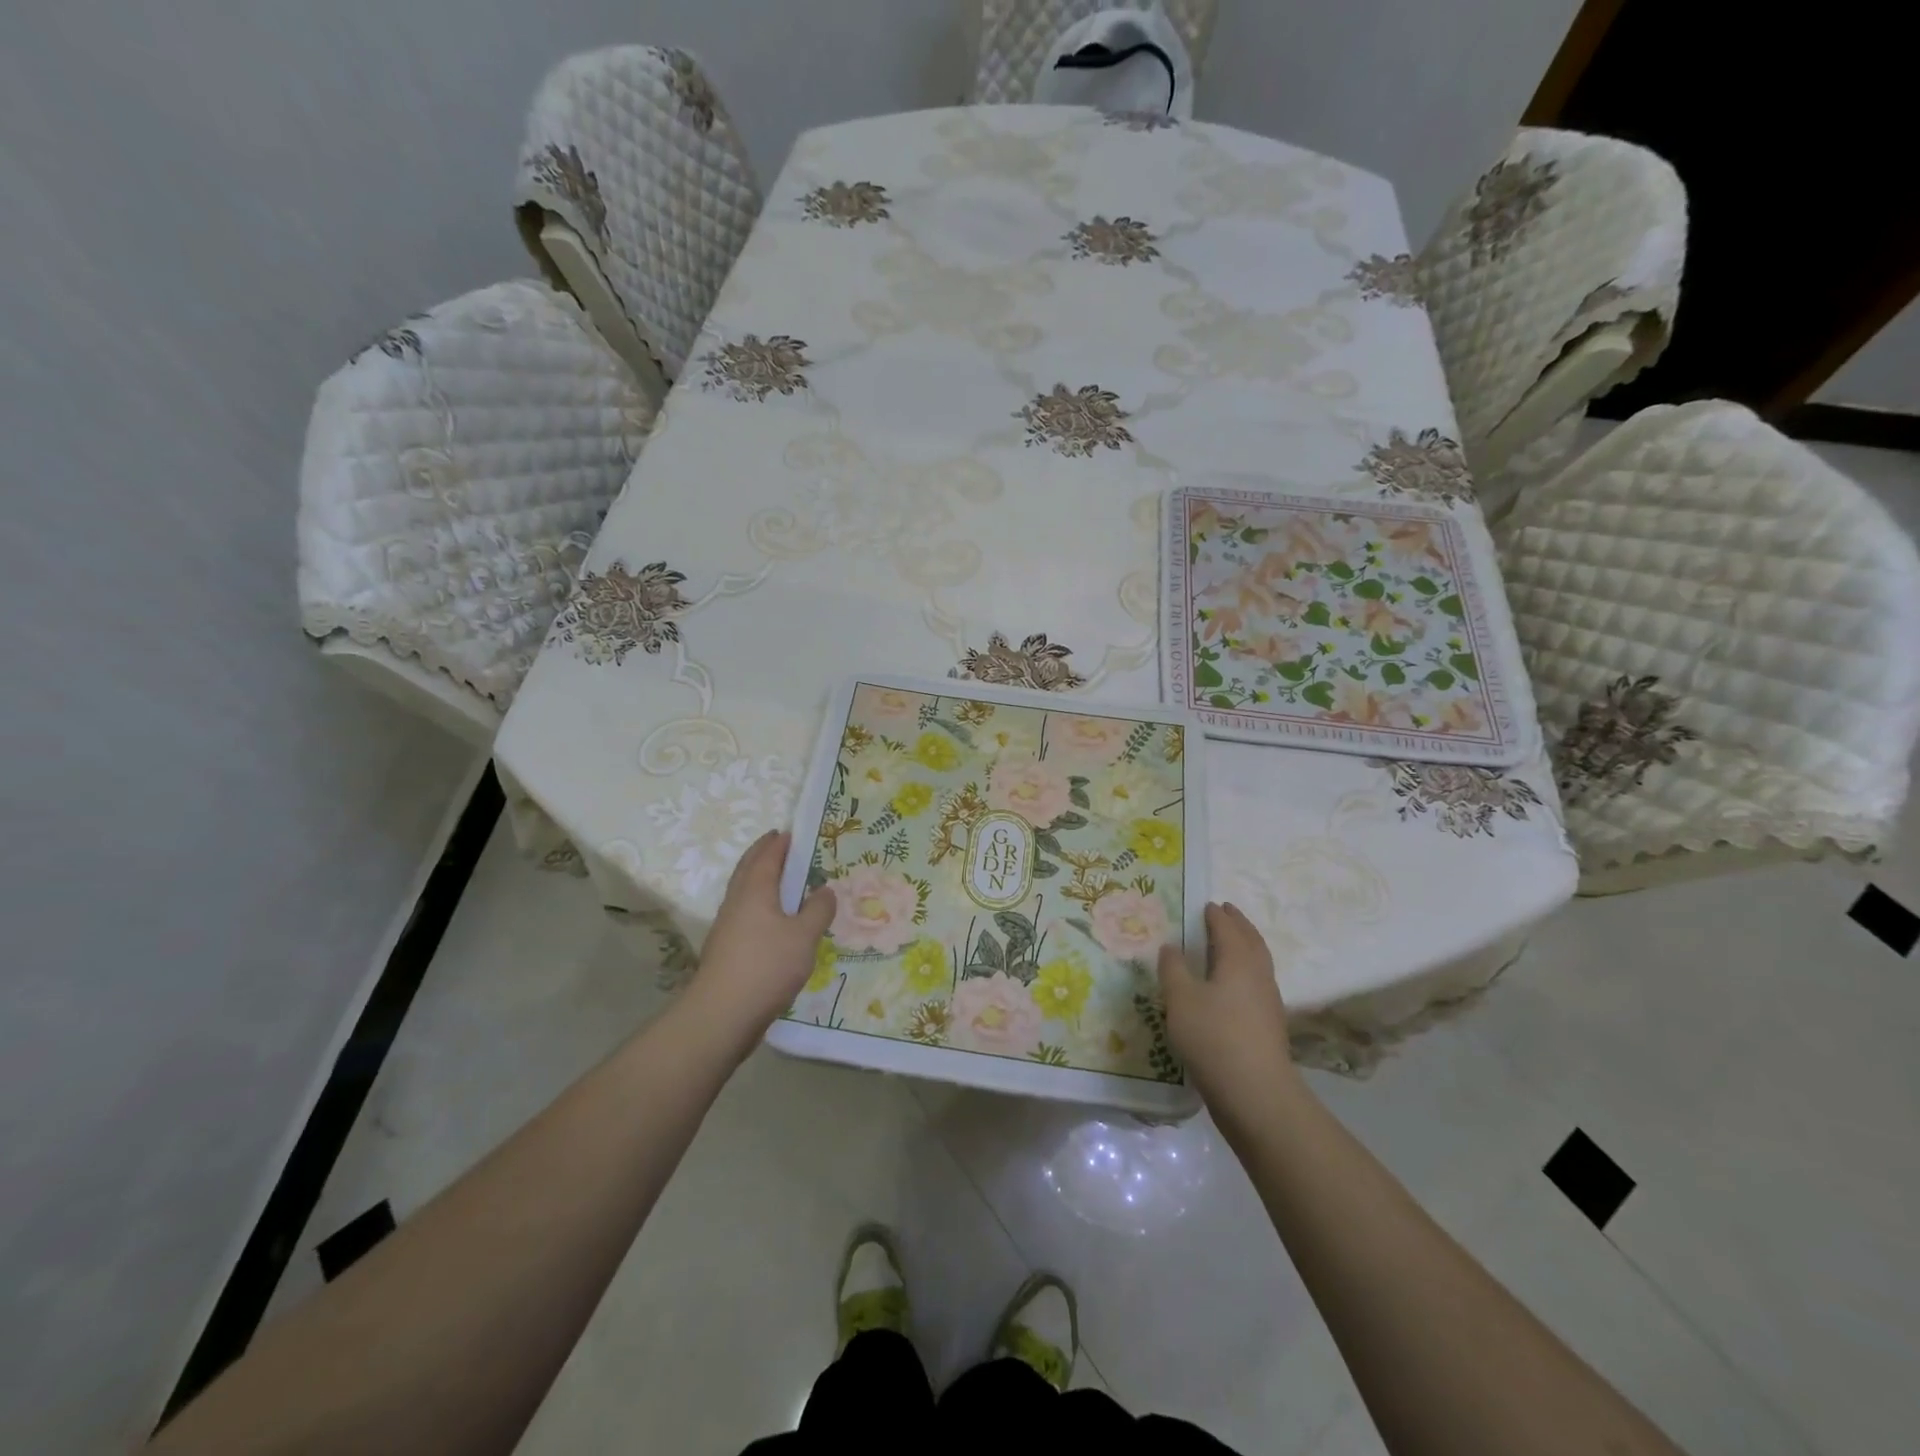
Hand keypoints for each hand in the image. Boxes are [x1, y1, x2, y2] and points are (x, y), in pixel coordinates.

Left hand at [680, 831, 834, 1059]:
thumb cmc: (766, 966)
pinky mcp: (726, 950)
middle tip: (781, 846)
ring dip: (760, 880)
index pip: (766, 856)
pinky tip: (773, 921)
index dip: (778, 843)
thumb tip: (825, 889)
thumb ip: (818, 910)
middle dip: (763, 855)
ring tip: (782, 881)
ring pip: (744, 893)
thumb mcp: (804, 936)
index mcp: (755, 891)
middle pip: (748, 870)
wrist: (722, 1015)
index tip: (790, 832)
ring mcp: (727, 927)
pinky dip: (759, 905)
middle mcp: (737, 902)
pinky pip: (745, 914)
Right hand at [1156, 903, 1300, 1111]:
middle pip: (1251, 941)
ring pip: (1258, 963)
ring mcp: (1268, 1003)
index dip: (1217, 916)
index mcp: (1238, 961)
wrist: (1255, 1094)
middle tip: (1226, 912)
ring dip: (1245, 947)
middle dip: (1238, 925)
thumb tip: (1171, 946)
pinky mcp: (1268, 1026)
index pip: (1228, 929)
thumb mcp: (1181, 999)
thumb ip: (1173, 969)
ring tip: (1228, 944)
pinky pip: (1256, 984)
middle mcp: (1258, 976)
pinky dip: (1244, 971)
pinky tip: (1230, 986)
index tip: (1207, 905)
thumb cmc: (1213, 1037)